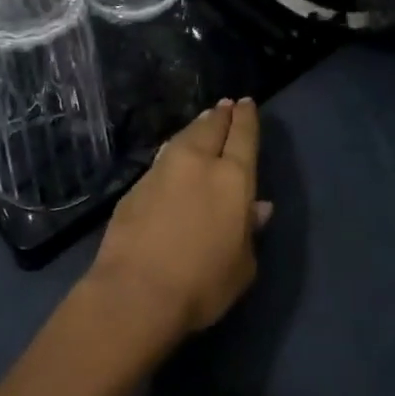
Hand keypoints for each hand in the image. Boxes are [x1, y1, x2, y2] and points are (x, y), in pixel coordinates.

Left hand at [84, 99, 269, 344]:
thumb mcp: (242, 266)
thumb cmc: (203, 284)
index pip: (243, 136)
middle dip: (221, 115)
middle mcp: (198, 163)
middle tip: (226, 106)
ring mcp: (163, 170)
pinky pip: (163, 157)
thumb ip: (250, 231)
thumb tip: (258, 207)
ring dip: (196, 127)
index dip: (246, 118)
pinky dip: (175, 149)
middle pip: (211, 128)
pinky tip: (175, 154)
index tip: (247, 103)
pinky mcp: (136, 185)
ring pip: (184, 137)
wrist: (136, 292)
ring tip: (203, 121)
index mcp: (233, 178)